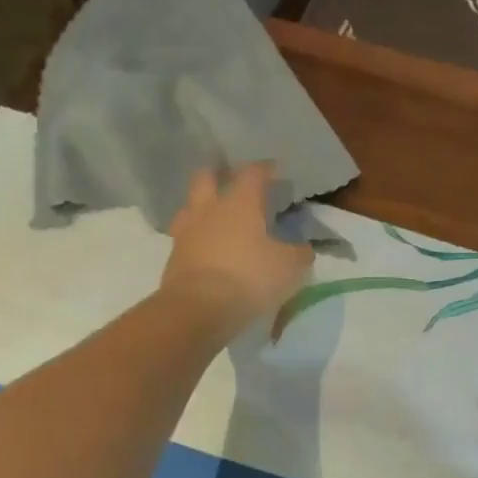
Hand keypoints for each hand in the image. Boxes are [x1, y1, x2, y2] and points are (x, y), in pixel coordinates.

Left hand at [161, 163, 312, 331]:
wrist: (198, 309)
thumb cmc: (250, 277)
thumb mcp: (290, 267)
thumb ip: (299, 253)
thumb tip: (303, 248)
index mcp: (239, 204)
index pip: (252, 174)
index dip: (264, 169)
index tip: (272, 169)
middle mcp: (209, 210)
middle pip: (206, 178)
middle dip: (218, 176)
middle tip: (231, 183)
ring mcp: (186, 233)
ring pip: (190, 208)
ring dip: (202, 208)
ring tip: (216, 219)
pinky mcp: (173, 258)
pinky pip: (186, 239)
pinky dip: (197, 239)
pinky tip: (209, 250)